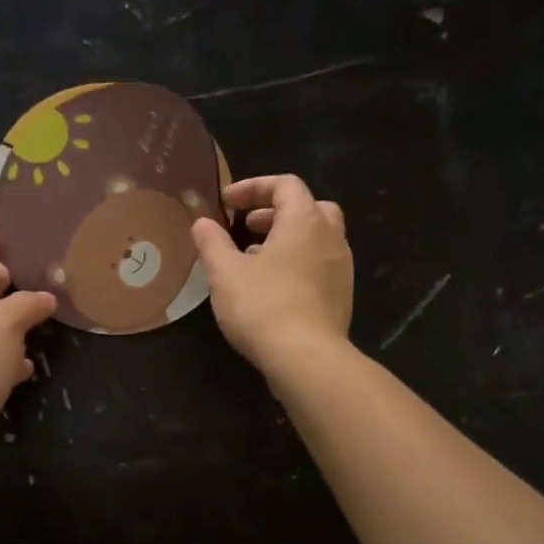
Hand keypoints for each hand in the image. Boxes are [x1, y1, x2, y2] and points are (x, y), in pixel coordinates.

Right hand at [190, 174, 353, 377]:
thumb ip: (212, 242)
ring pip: (316, 239)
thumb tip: (202, 222)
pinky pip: (319, 266)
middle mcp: (331, 237)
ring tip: (254, 260)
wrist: (306, 359)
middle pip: (309, 207)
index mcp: (305, 221)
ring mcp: (341, 268)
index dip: (253, 187)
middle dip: (276, 212)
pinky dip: (297, 264)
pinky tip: (272, 289)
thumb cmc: (263, 307)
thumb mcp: (225, 273)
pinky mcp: (341, 297)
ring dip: (286, 240)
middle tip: (247, 227)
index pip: (285, 185)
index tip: (227, 203)